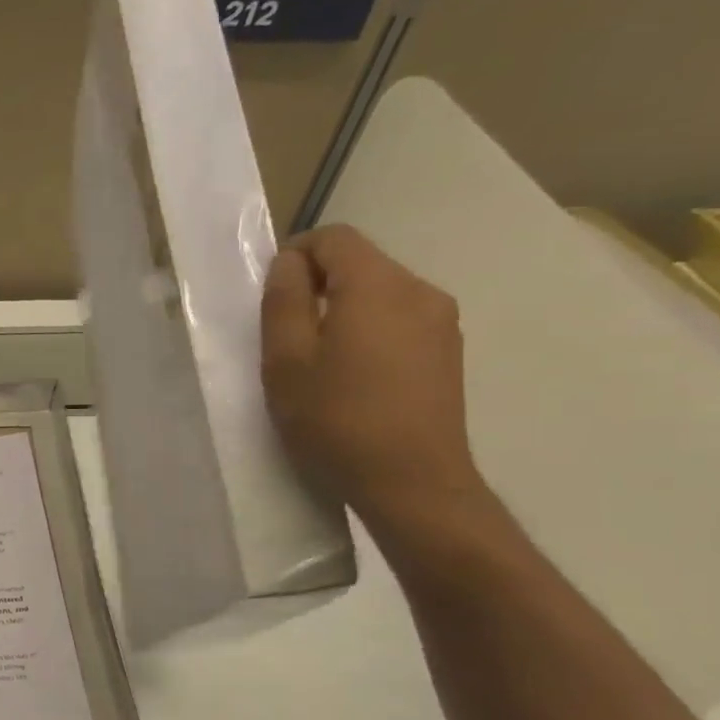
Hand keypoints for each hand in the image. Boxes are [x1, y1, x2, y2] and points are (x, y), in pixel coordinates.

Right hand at [260, 225, 488, 533]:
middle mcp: (419, 290)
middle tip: (286, 336)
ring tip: (319, 361)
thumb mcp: (286, 360)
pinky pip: (399, 320)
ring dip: (343, 310)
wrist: (411, 481)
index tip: (271, 298)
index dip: (295, 255)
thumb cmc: (336, 418)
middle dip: (317, 286)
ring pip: (380, 293)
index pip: (334, 238)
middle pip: (360, 263)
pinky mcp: (448, 351)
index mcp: (377, 286)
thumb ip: (283, 301)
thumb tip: (289, 263)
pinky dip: (369, 331)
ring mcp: (441, 321)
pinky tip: (354, 376)